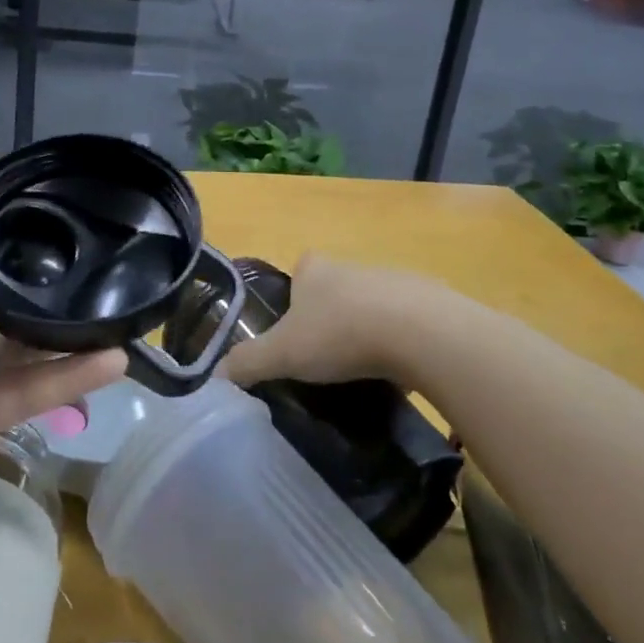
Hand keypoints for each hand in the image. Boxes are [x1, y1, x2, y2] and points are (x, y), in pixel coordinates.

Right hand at [220, 252, 439, 388]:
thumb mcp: (283, 354)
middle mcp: (352, 266)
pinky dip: (402, 343)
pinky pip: (408, 323)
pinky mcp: (430, 302)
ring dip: (368, 330)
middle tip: (327, 357)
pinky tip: (400, 371)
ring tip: (363, 370)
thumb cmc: (340, 334)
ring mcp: (394, 281)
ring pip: (373, 305)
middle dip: (332, 317)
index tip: (296, 331)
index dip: (295, 296)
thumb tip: (213, 376)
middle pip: (336, 289)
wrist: (420, 333)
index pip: (300, 270)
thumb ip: (248, 363)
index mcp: (315, 269)